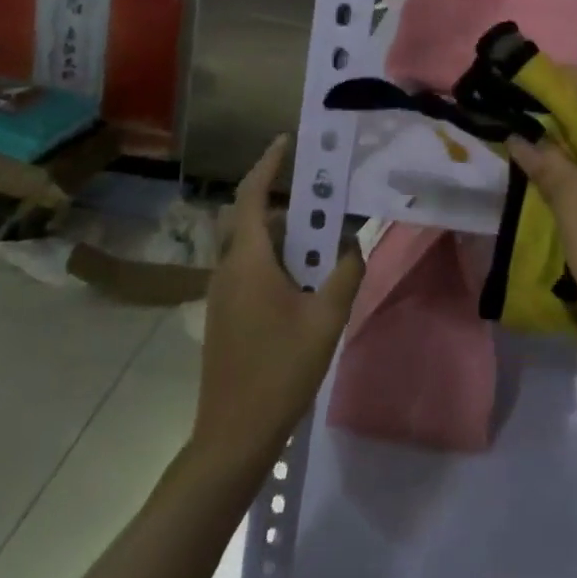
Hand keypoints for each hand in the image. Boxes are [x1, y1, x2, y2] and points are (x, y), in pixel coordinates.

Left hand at [193, 135, 364, 473]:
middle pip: (251, 218)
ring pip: (250, 246)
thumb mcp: (326, 319)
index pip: (253, 196)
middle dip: (284, 199)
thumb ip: (345, 274)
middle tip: (321, 195)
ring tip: (321, 238)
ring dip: (283, 234)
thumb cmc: (280, 370)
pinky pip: (249, 268)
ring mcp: (222, 293)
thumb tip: (354, 245)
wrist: (233, 435)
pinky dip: (275, 258)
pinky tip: (304, 279)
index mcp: (248, 261)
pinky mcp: (225, 314)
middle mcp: (227, 269)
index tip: (287, 141)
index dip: (268, 164)